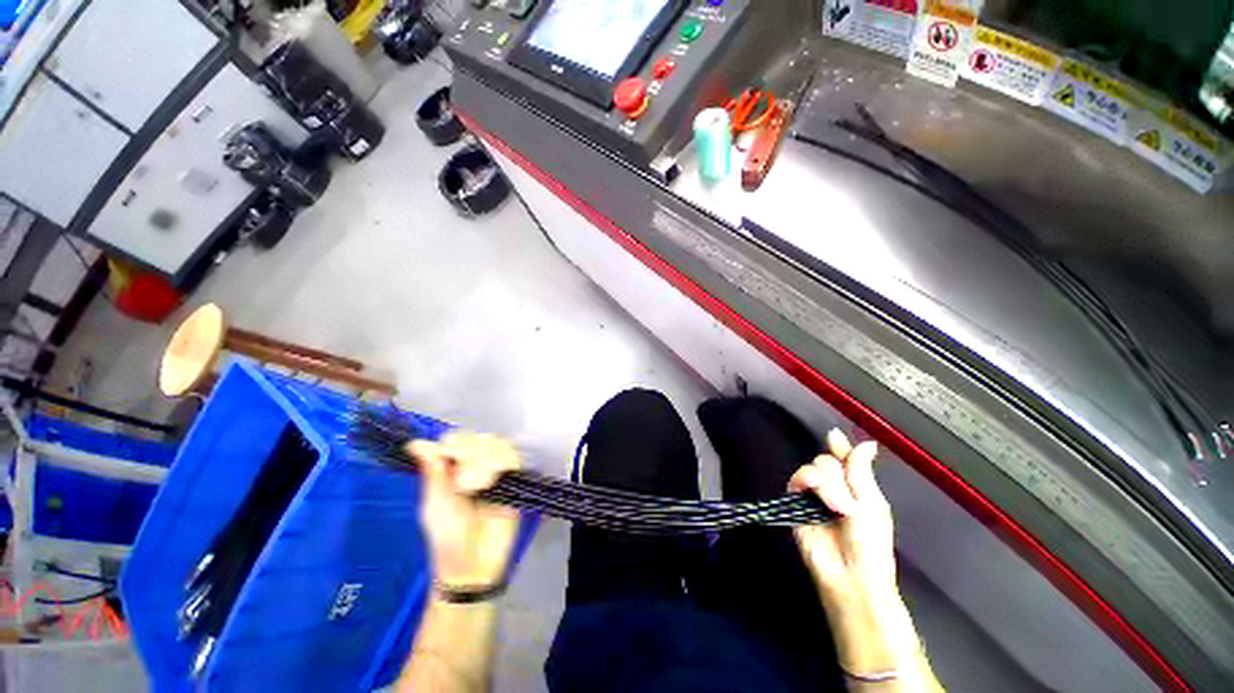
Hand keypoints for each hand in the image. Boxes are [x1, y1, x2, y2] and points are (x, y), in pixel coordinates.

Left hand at [409, 432, 520, 589]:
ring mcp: (497, 473)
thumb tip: (415, 444)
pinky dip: (502, 464)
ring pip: (498, 445)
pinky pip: (513, 460)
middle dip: (471, 452)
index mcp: (452, 472)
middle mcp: (476, 468)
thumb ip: (432, 473)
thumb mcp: (434, 505)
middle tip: (463, 478)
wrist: (475, 565)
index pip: (457, 440)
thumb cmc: (448, 537)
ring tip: (476, 485)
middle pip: (479, 439)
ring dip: (486, 459)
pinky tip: (491, 481)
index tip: (449, 448)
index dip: (455, 441)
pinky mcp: (514, 481)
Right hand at [788, 429, 894, 607]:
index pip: (844, 457)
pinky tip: (815, 492)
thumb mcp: (872, 503)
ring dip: (827, 484)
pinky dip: (805, 480)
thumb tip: (866, 441)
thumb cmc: (870, 542)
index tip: (834, 438)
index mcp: (855, 487)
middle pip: (828, 460)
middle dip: (838, 477)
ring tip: (835, 507)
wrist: (850, 573)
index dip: (840, 447)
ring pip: (814, 467)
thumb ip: (861, 469)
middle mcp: (833, 487)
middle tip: (849, 503)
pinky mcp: (795, 502)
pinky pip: (796, 479)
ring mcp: (813, 494)